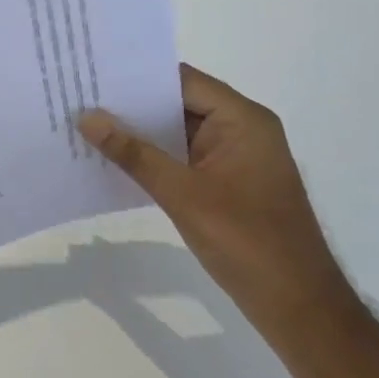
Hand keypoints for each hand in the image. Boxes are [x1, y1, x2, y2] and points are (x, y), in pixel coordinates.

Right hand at [78, 65, 355, 347]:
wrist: (298, 305)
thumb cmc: (246, 241)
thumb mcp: (182, 194)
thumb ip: (134, 153)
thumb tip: (87, 117)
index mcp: (242, 120)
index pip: (182, 81)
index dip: (138, 75)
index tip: (93, 72)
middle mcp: (242, 129)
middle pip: (179, 102)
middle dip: (132, 103)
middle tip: (80, 96)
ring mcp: (236, 157)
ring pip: (178, 131)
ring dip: (139, 131)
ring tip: (87, 123)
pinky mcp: (228, 182)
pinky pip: (184, 156)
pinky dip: (154, 156)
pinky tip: (115, 159)